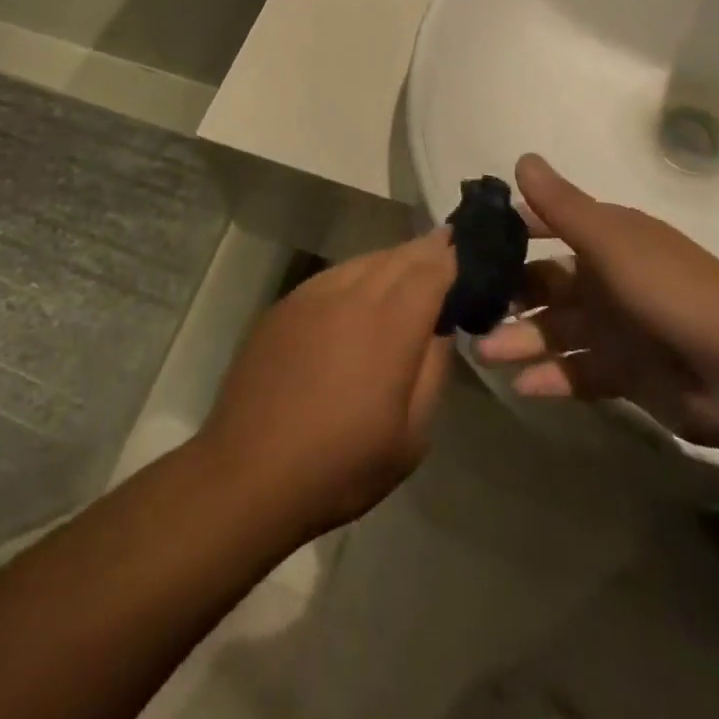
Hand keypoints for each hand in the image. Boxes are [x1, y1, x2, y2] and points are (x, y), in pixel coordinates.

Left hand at [202, 233, 455, 538]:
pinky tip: (361, 290)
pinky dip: (358, 273)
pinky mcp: (286, 304)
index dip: (453, 257)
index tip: (470, 251)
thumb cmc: (341, 465)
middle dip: (427, 250)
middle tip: (447, 245)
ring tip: (410, 265)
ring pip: (365, 261)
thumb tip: (441, 327)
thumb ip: (433, 371)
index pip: (432, 270)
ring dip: (393, 260)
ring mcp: (313, 294)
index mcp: (390, 324)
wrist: (249, 473)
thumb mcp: (411, 436)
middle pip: (399, 257)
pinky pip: (334, 275)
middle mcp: (353, 294)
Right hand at [474, 155, 718, 450]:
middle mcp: (607, 279)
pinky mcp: (625, 374)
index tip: (469, 243)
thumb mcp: (611, 241)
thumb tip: (521, 157)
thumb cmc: (671, 291)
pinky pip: (576, 372)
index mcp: (608, 240)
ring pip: (555, 331)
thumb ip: (562, 205)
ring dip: (521, 340)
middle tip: (467, 311)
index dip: (512, 232)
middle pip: (545, 285)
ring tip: (484, 354)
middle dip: (509, 296)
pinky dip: (550, 378)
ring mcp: (616, 328)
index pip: (549, 227)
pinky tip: (522, 385)